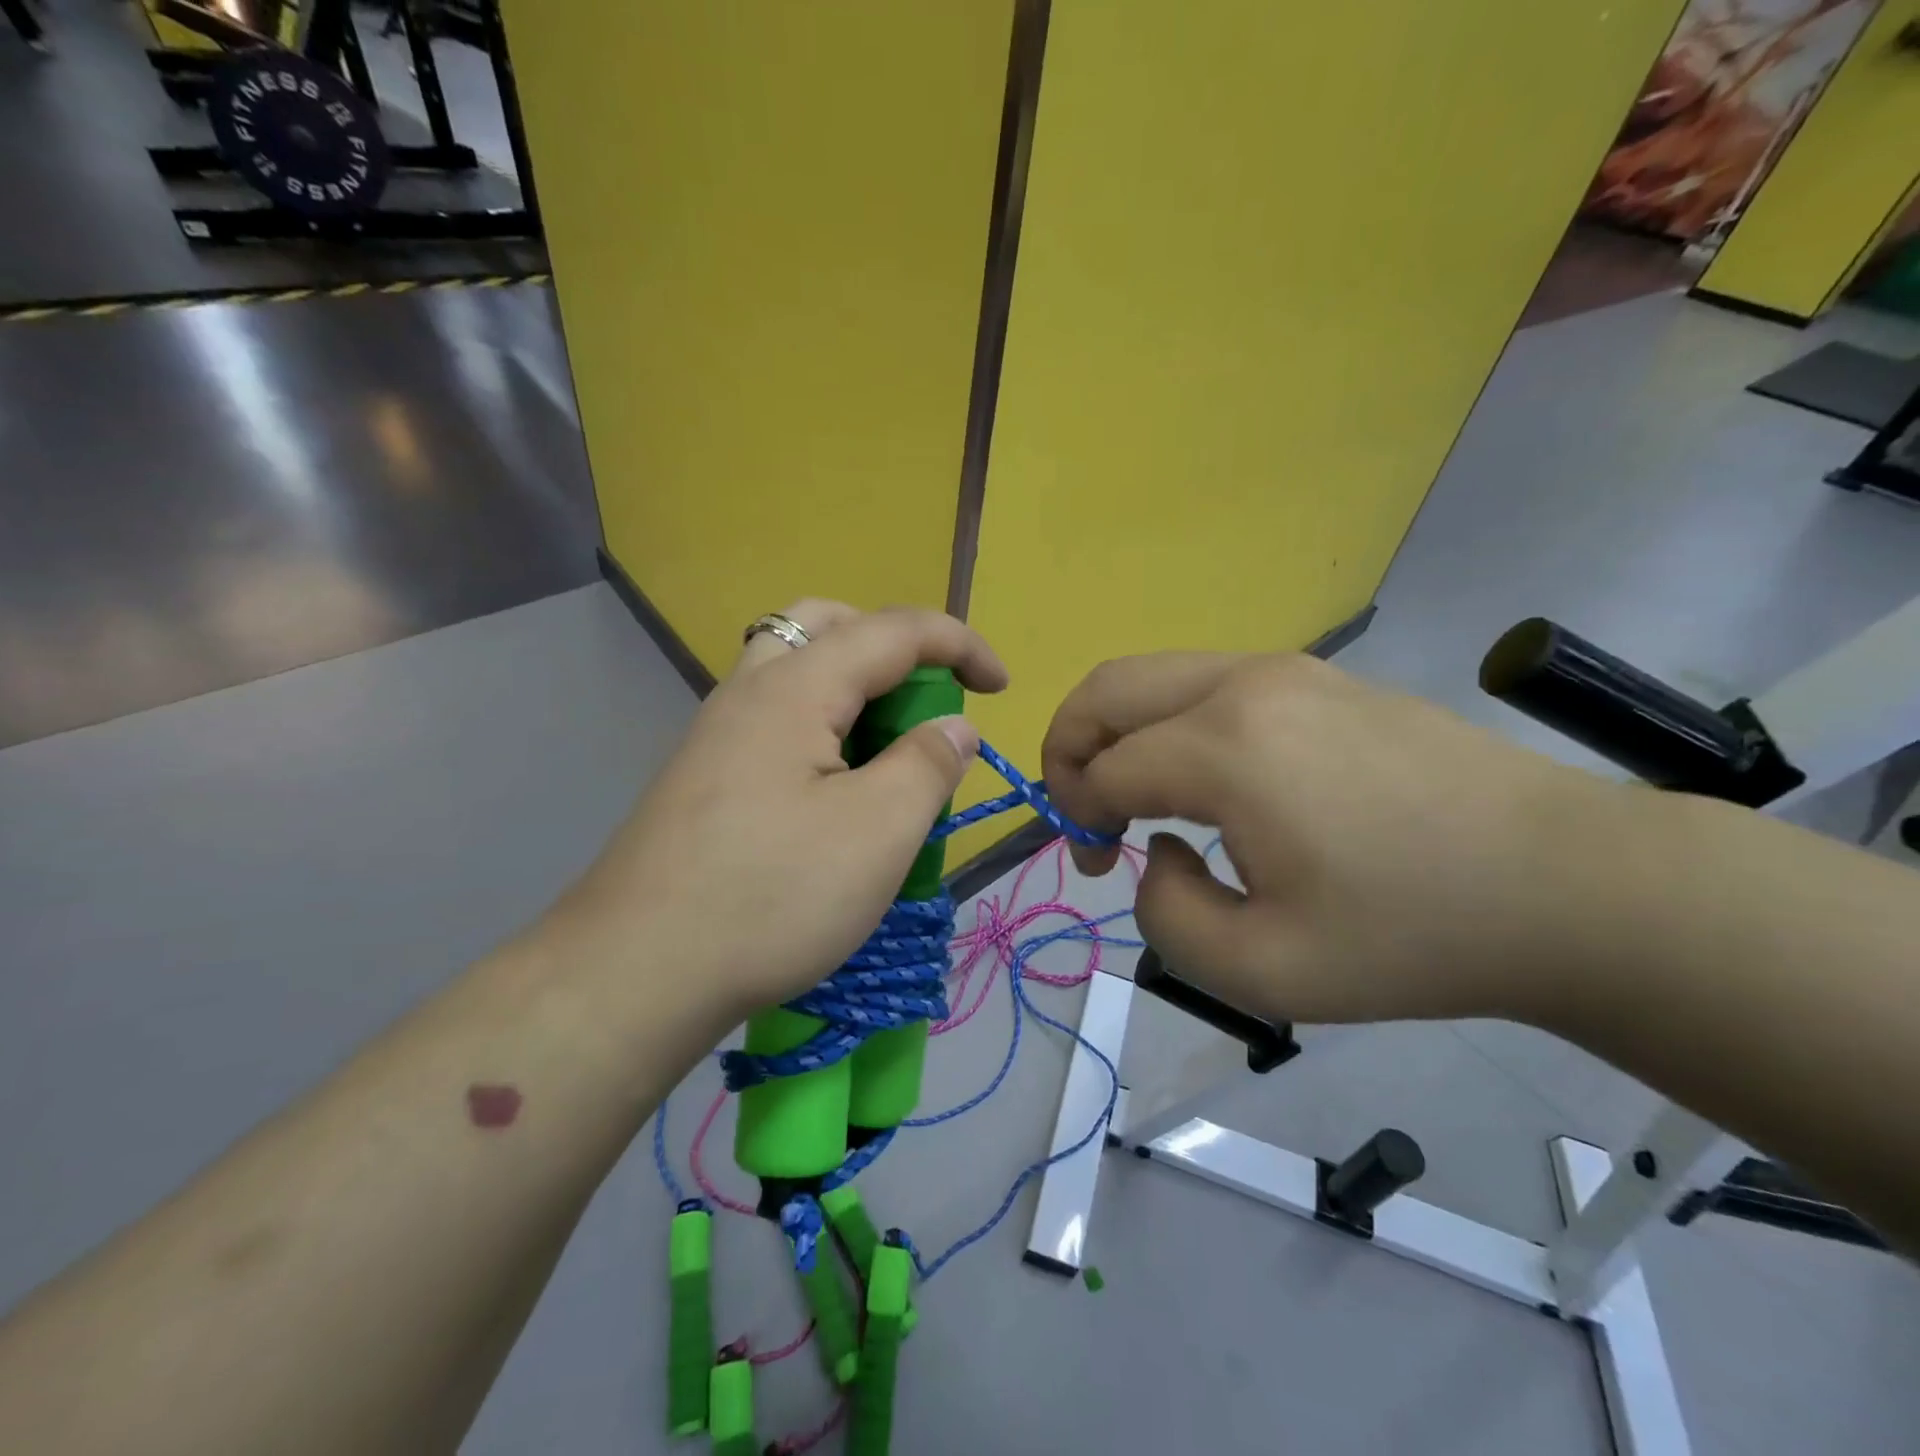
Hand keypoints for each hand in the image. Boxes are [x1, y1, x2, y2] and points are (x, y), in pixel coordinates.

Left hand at [554, 601, 1006, 1020]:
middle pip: (827, 626)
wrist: (637, 973)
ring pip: (794, 670)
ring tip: (885, 744)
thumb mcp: (878, 830)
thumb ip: (927, 764)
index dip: (958, 644)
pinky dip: (822, 724)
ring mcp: (717, 734)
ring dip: (853, 685)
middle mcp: (748, 692)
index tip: (1001, 688)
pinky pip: (775, 718)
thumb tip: (954, 728)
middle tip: (924, 697)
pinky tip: (834, 786)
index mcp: (795, 687)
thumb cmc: (772, 895)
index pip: (893, 630)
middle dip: (892, 647)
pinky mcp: (704, 777)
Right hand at [1042, 651, 1636, 1023]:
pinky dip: (1170, 723)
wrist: (1570, 885)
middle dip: (1068, 748)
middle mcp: (1244, 685)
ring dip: (1119, 732)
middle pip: (1106, 689)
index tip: (1101, 868)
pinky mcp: (1319, 677)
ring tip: (1140, 798)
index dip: (1079, 820)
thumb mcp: (1265, 972)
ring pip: (1153, 675)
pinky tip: (1208, 781)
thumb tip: (1162, 853)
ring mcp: (1287, 669)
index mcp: (1226, 748)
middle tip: (1086, 811)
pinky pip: (1206, 682)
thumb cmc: (1415, 936)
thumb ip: (1167, 918)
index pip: (1103, 770)